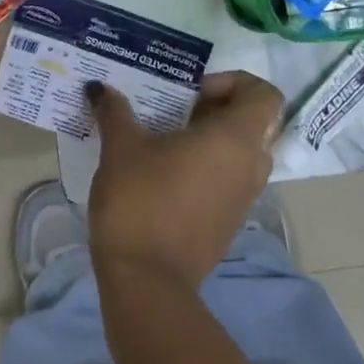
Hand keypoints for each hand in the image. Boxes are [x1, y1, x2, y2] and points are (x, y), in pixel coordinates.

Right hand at [86, 70, 284, 288]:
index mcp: (235, 139)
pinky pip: (228, 180)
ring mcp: (243, 198)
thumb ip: (115, 110)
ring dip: (210, 139)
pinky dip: (207, 168)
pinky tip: (164, 174)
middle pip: (251, 122)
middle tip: (175, 111)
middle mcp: (250, 166)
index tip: (193, 93)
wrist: (146, 281)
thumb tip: (98, 88)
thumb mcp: (121, 146)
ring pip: (240, 153)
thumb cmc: (140, 200)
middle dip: (215, 109)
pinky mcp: (229, 223)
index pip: (265, 94)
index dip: (234, 82)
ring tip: (165, 140)